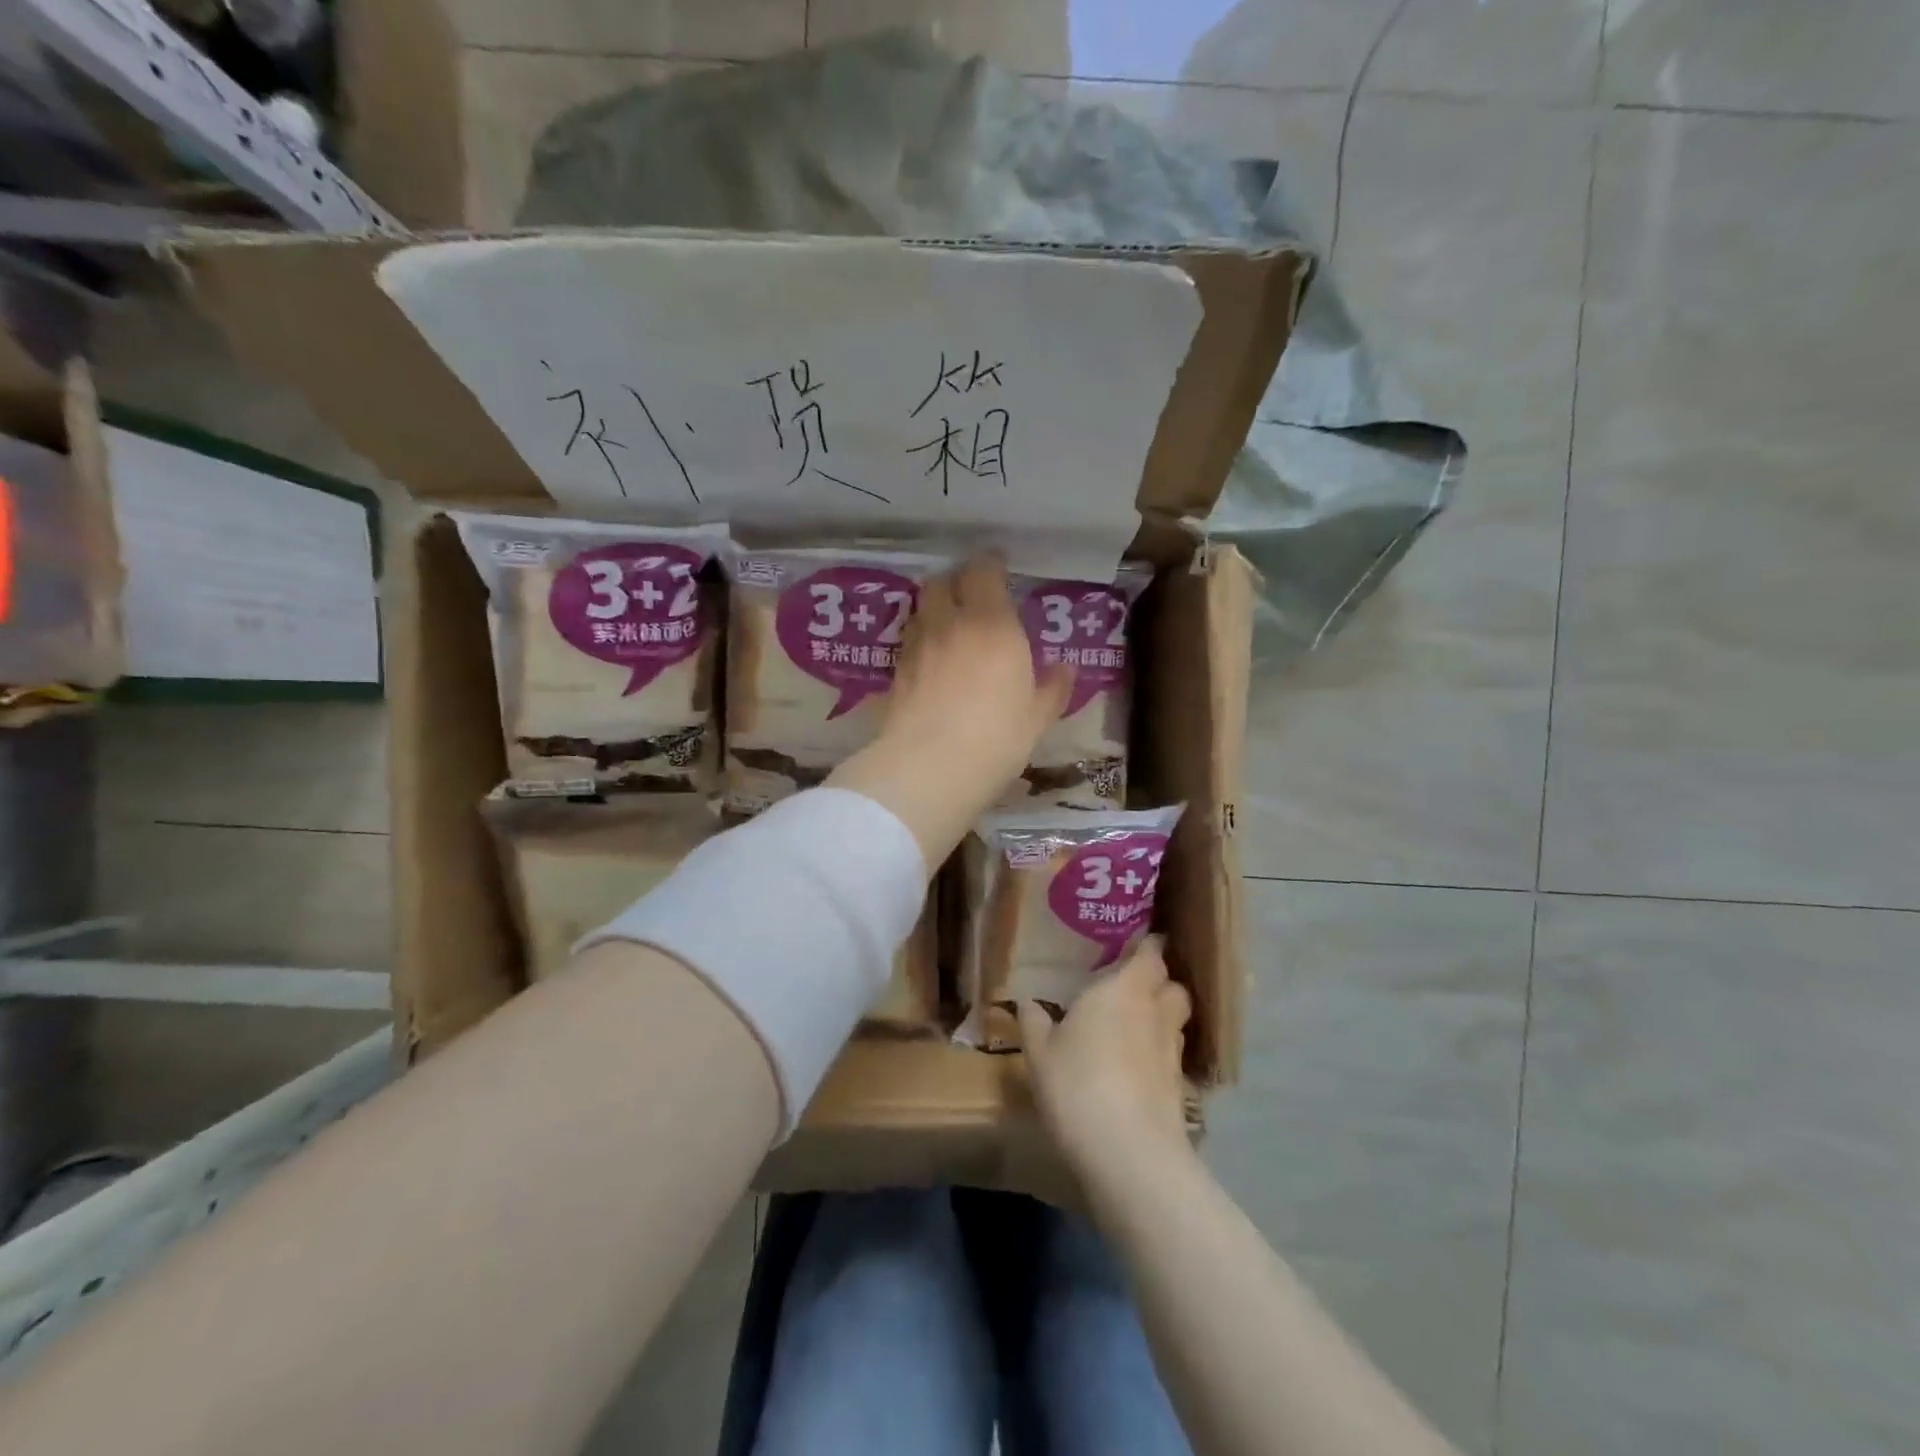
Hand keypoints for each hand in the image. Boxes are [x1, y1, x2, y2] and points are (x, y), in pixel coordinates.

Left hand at [827, 556, 1069, 870]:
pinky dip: (920, 641)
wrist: (929, 767)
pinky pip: (909, 642)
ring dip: (934, 610)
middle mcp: (950, 624)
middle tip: (971, 597)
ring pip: (921, 609)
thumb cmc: (997, 737)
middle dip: (955, 582)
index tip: (998, 566)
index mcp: (993, 624)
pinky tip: (930, 661)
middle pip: (942, 582)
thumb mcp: (1037, 718)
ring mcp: (917, 646)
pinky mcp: (895, 672)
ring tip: (948, 627)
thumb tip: (1065, 669)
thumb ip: (1052, 688)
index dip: (990, 564)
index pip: (984, 571)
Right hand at [1018, 936, 1194, 1184]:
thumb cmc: (1077, 1084)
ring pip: (1176, 1020)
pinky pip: (1172, 1055)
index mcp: (1123, 988)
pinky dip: (1160, 1054)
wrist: (1128, 1152)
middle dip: (1159, 981)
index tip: (1134, 945)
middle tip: (1132, 985)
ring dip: (1162, 1017)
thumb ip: (1034, 1021)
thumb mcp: (1039, 1052)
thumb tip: (1027, 1001)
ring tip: (1135, 1026)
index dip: (1147, 946)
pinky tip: (1137, 1068)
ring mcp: (1172, 1050)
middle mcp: (1155, 1011)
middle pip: (1173, 984)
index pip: (1150, 953)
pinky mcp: (1180, 1087)